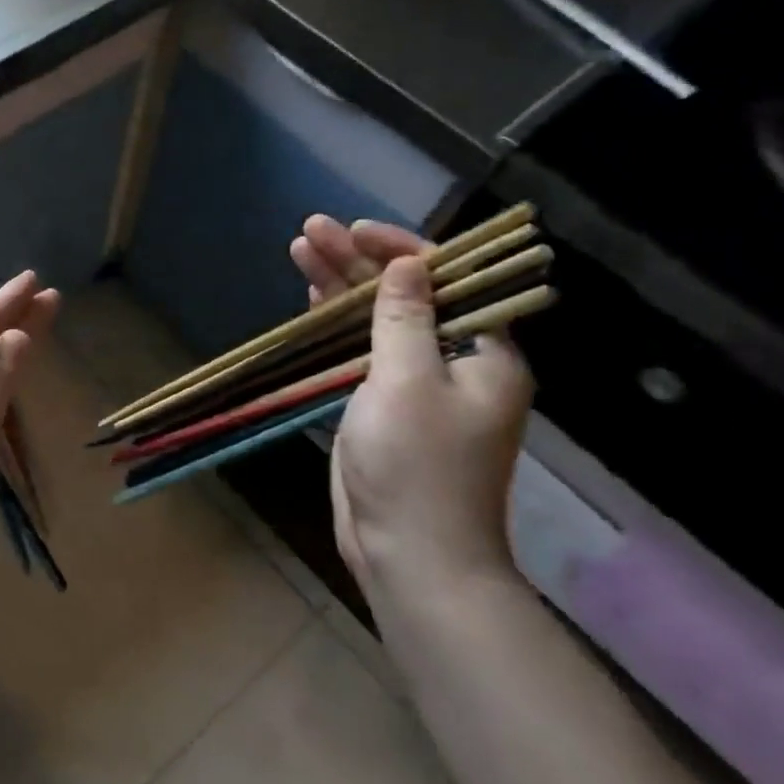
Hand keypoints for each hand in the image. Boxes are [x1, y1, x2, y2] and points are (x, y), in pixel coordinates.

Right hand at [290, 216, 531, 599]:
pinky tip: (311, 297)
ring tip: (300, 248)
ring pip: (376, 320)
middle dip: (358, 262)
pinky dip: (336, 324)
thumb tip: (409, 264)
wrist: (410, 553)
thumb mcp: (408, 382)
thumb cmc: (417, 466)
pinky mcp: (382, 406)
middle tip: (311, 230)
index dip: (401, 249)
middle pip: (405, 296)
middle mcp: (453, 362)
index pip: (448, 280)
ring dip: (340, 287)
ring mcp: (414, 385)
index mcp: (483, 354)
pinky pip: (360, 351)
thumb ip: (404, 318)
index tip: (354, 232)